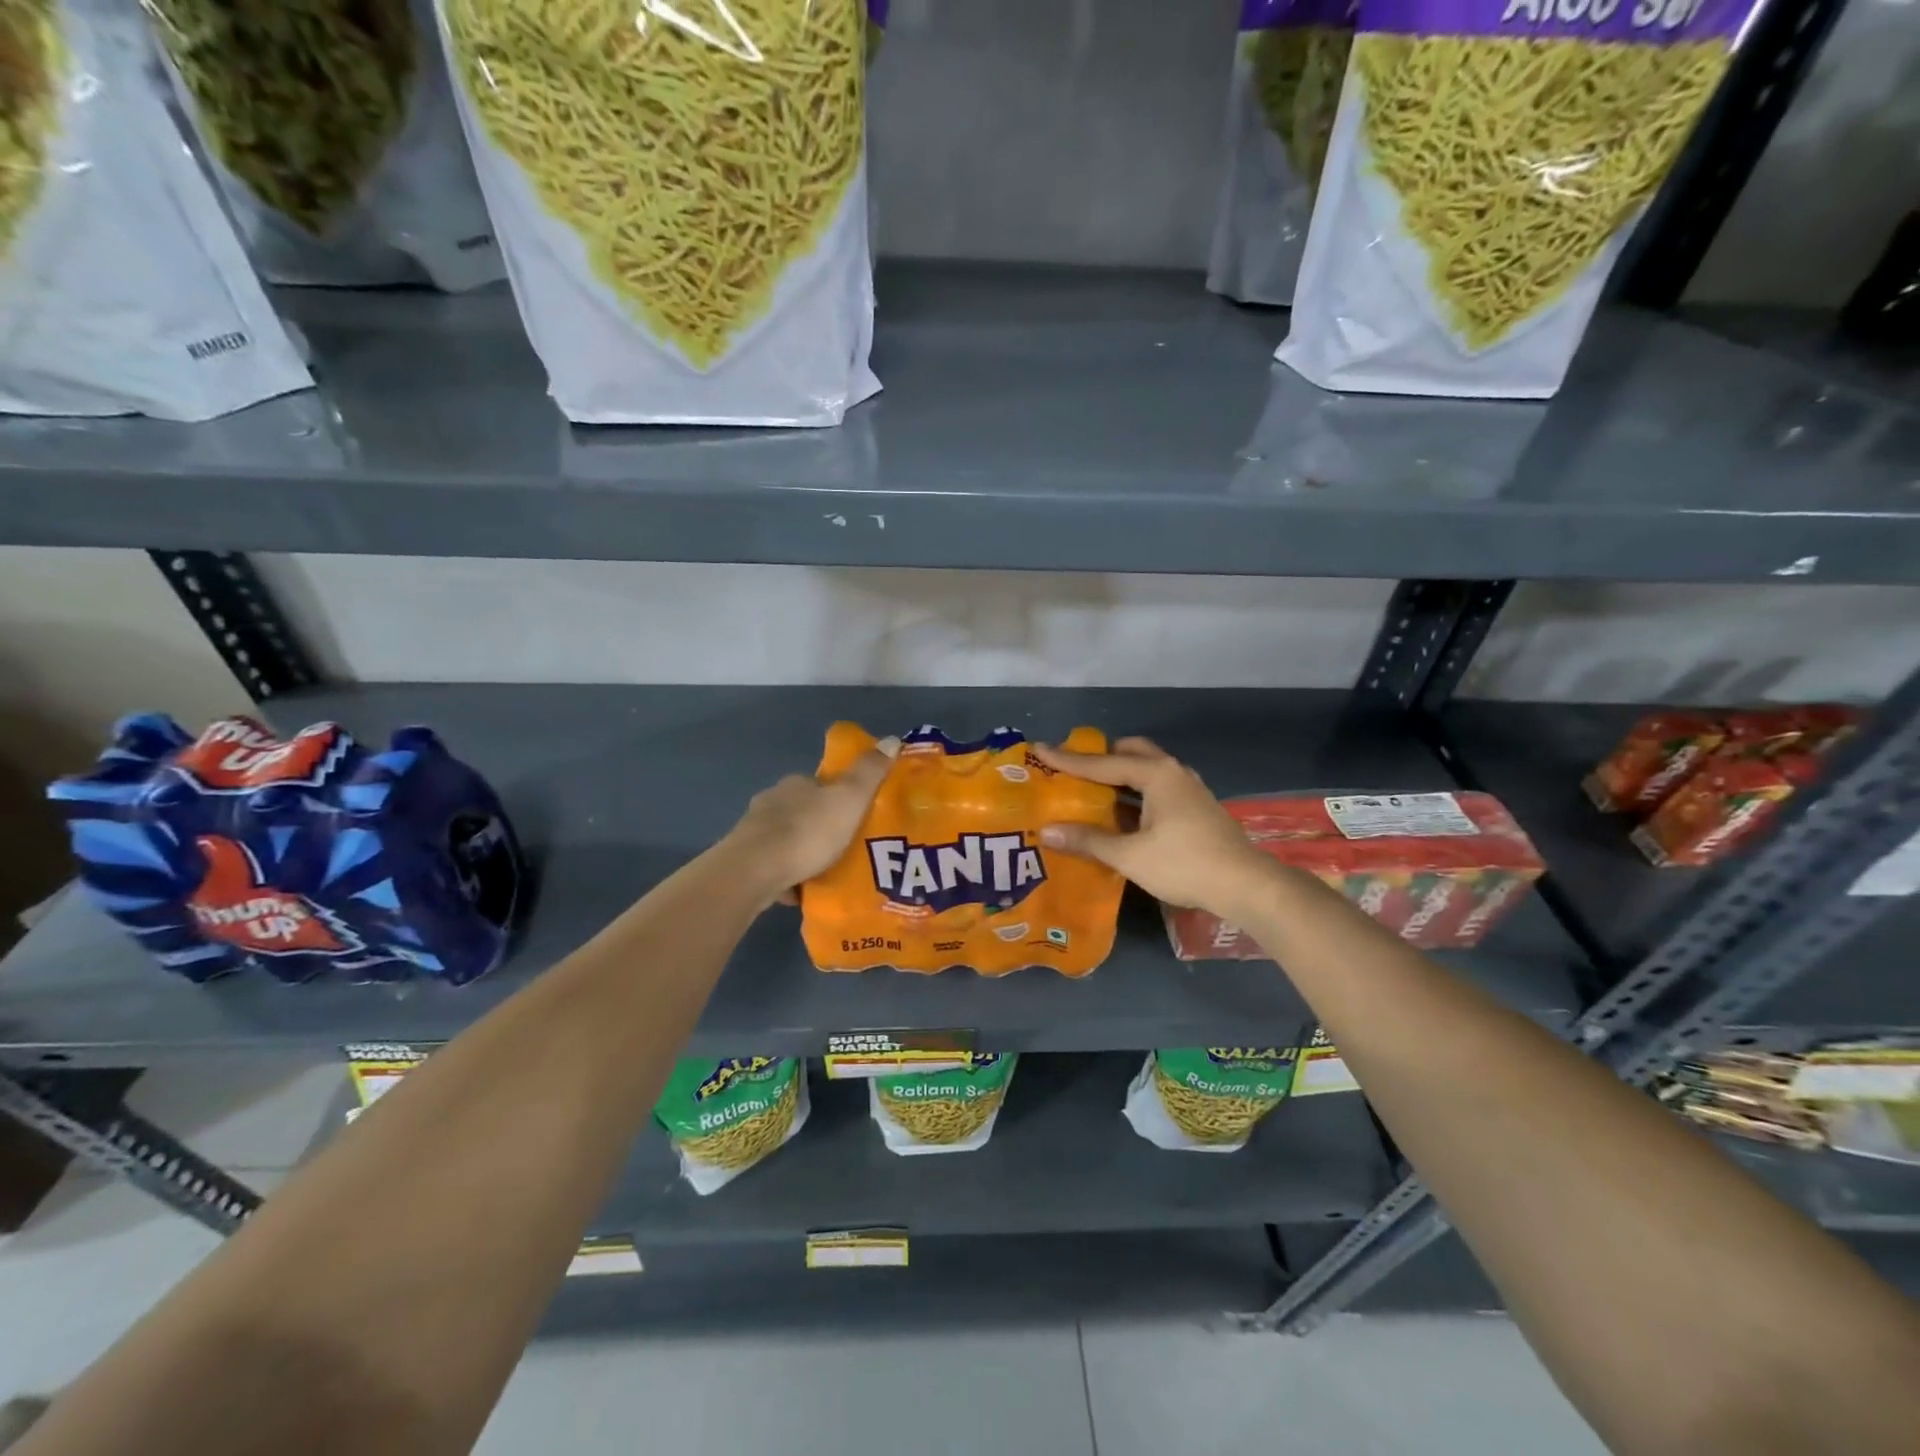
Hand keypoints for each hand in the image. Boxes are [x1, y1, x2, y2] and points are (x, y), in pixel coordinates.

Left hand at [729, 738, 898, 903]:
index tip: (857, 815)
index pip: (821, 784)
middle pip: (804, 811)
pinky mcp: (745, 862)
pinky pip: (775, 866)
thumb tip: (892, 739)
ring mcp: (755, 832)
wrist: (754, 872)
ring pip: (787, 839)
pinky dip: (789, 875)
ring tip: (829, 872)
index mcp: (796, 784)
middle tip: (848, 848)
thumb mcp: (850, 798)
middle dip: (822, 826)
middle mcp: (772, 801)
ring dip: (805, 851)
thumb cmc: (808, 831)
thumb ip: (870, 772)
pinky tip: (804, 891)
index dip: (840, 797)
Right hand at [1034, 737, 1276, 921]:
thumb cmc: (1184, 864)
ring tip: (1091, 790)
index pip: (1102, 763)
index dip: (1068, 759)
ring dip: (1119, 777)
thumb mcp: (1130, 855)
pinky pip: (1156, 787)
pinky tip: (1122, 814)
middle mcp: (1173, 771)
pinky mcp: (1196, 807)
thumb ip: (1088, 840)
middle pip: (1130, 753)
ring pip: (1146, 770)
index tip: (1039, 749)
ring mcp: (1189, 789)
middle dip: (1100, 758)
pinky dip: (1135, 792)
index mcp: (1156, 774)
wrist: (1246, 885)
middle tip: (1073, 770)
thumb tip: (1048, 831)